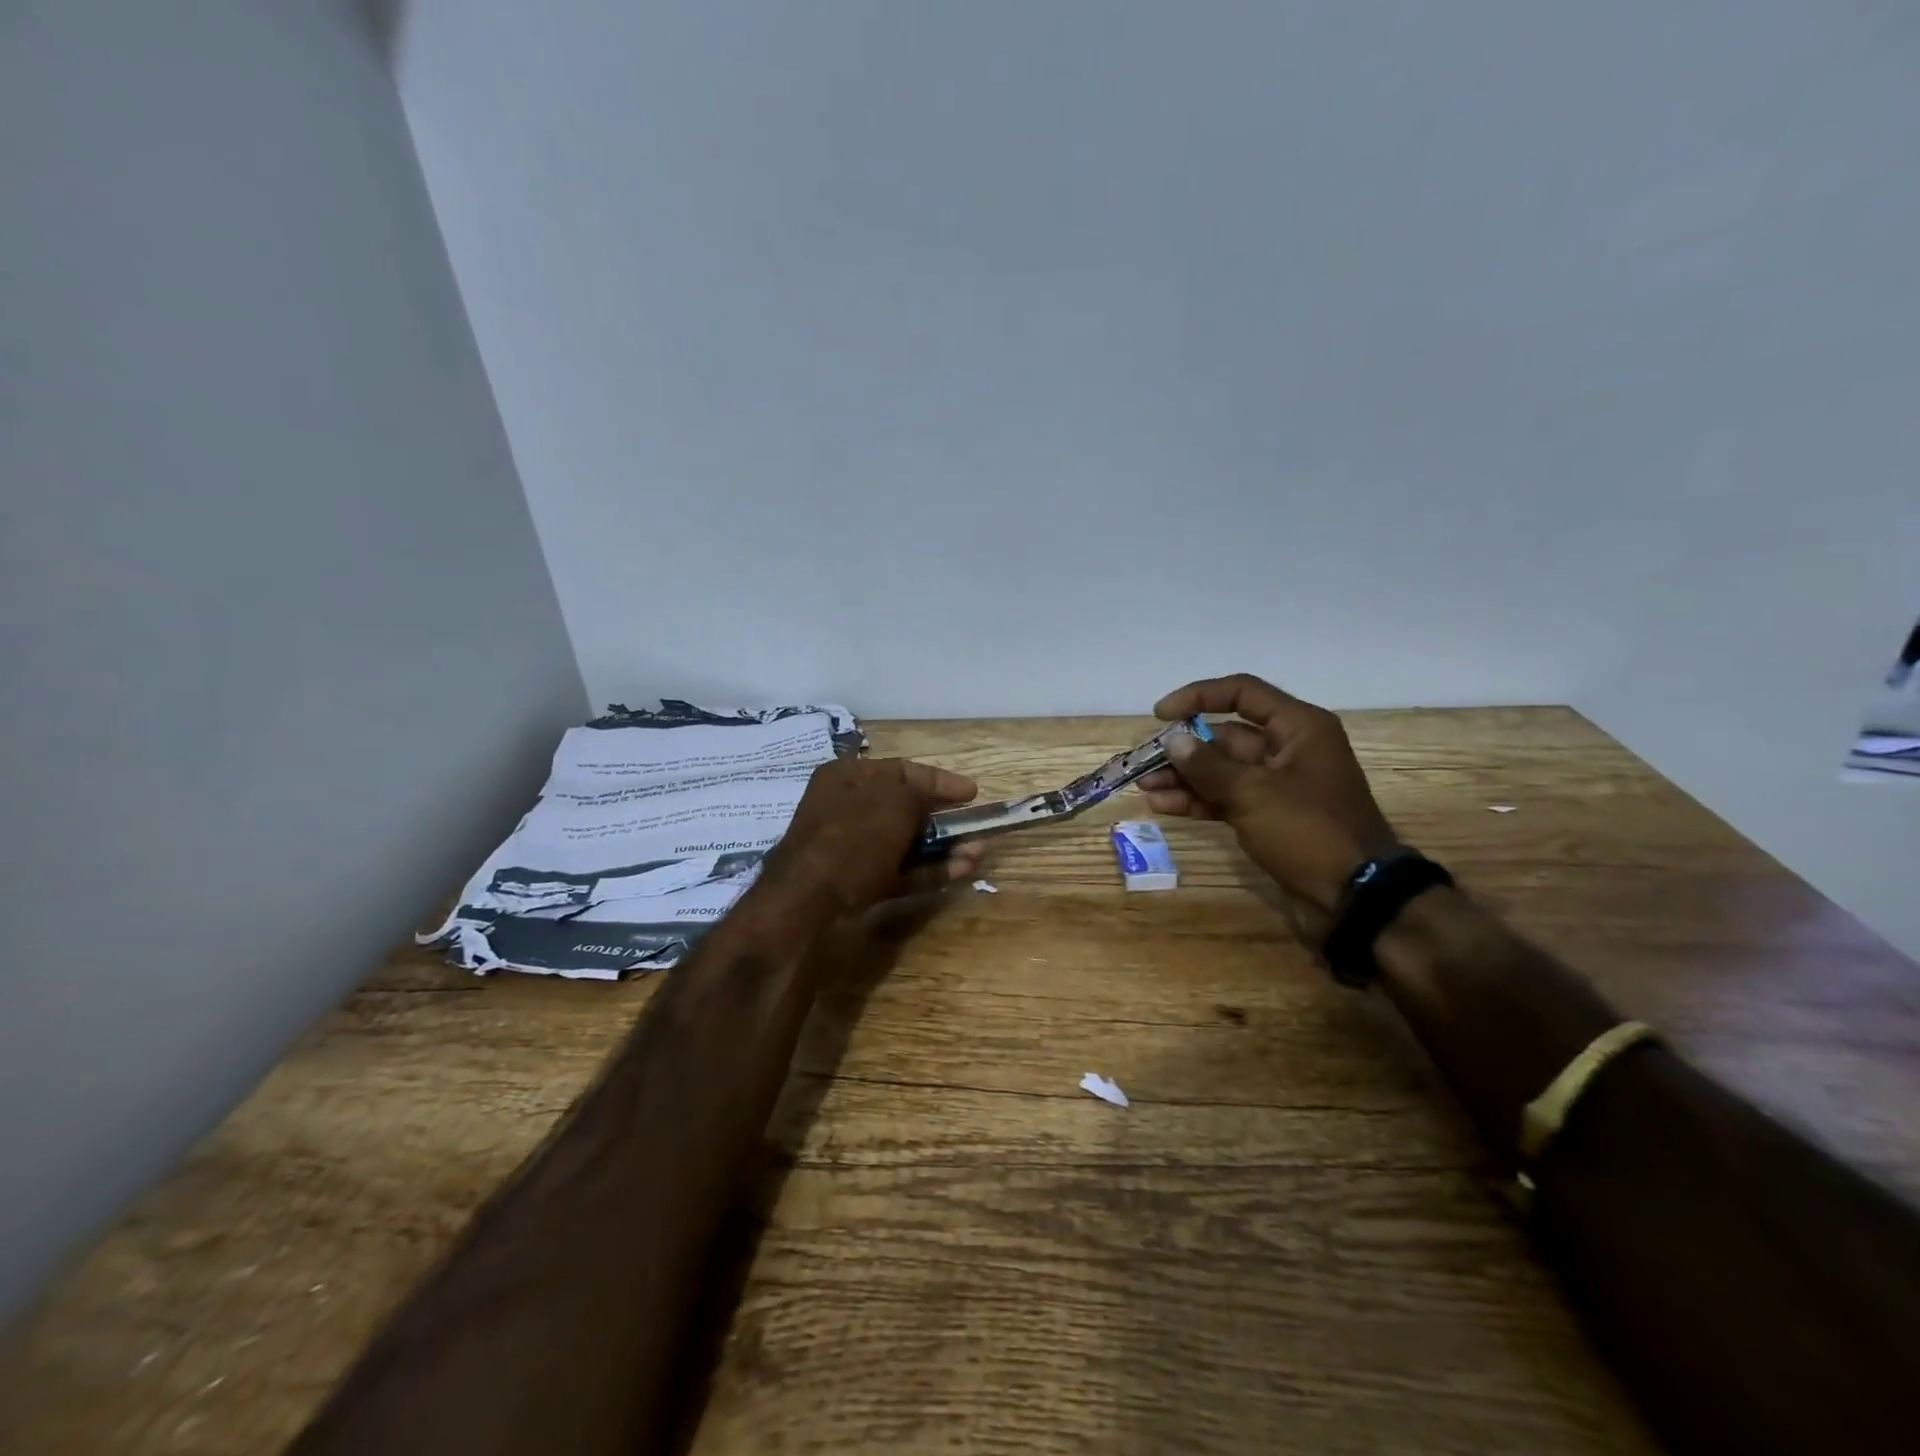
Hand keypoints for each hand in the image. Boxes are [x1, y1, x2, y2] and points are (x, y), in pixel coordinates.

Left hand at [764, 756, 984, 913]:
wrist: (808, 904)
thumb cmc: (853, 838)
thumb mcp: (894, 803)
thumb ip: (921, 795)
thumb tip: (932, 802)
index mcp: (847, 777)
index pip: (902, 770)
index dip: (940, 779)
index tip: (972, 793)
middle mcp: (847, 808)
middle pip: (905, 808)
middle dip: (944, 818)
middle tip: (976, 826)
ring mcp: (852, 849)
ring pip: (907, 843)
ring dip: (944, 848)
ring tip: (978, 852)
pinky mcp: (859, 883)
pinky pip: (901, 871)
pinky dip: (930, 871)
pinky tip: (962, 871)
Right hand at [1136, 674, 1396, 934]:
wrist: (1356, 898)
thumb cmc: (1309, 831)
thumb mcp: (1253, 793)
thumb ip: (1208, 765)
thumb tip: (1173, 741)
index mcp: (1298, 728)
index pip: (1242, 693)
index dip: (1199, 697)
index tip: (1161, 714)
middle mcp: (1289, 749)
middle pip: (1226, 736)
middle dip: (1184, 747)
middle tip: (1144, 760)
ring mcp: (1279, 786)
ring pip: (1222, 771)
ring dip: (1185, 777)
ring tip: (1146, 786)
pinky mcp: (1270, 817)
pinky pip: (1227, 799)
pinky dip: (1198, 801)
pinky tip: (1163, 806)